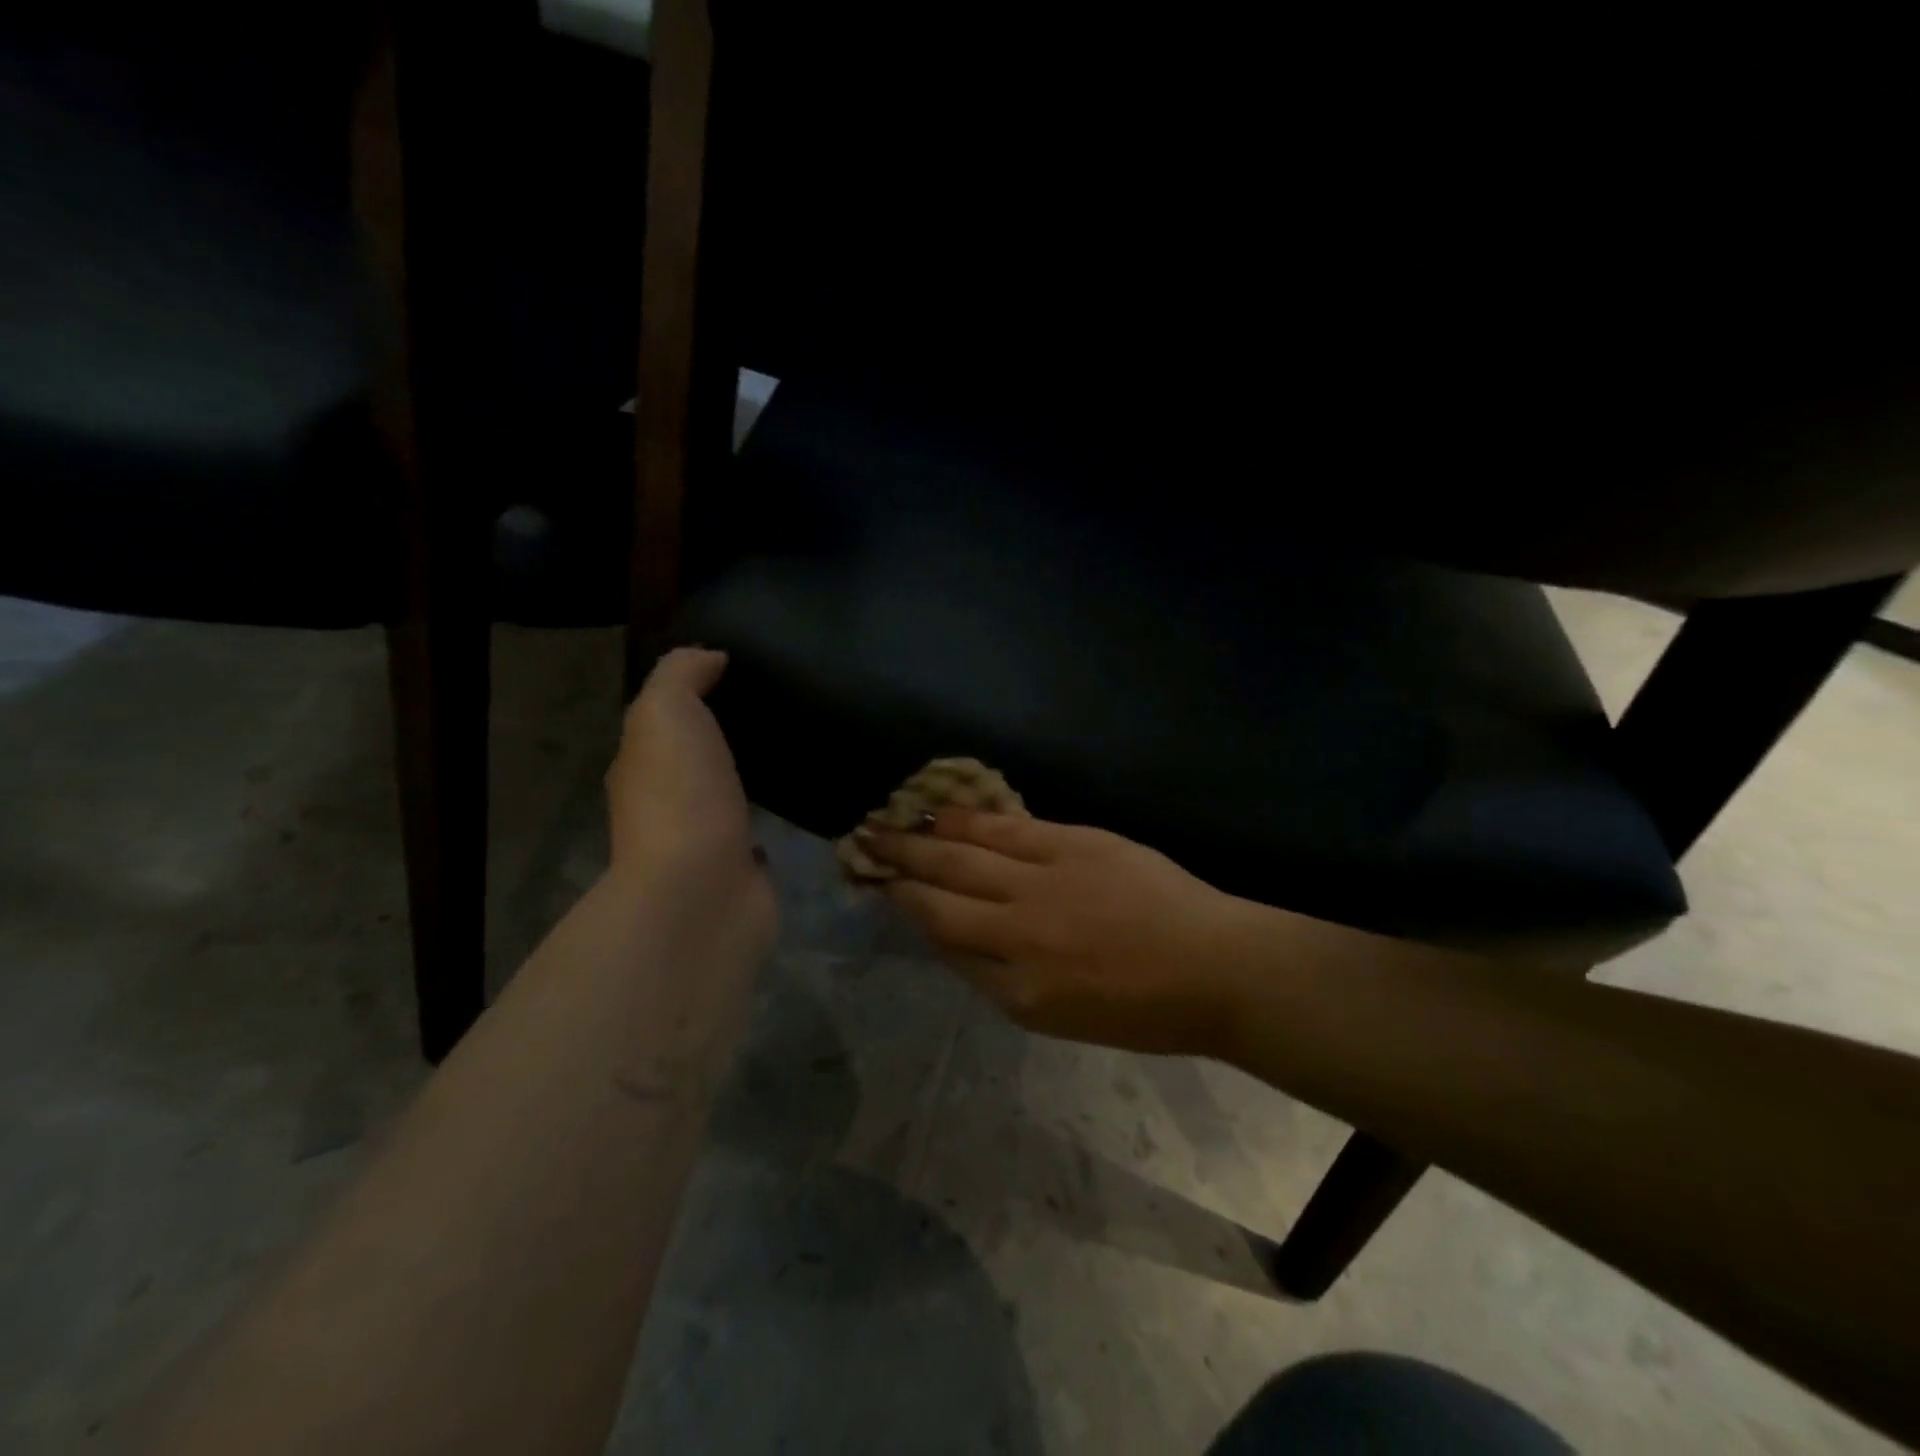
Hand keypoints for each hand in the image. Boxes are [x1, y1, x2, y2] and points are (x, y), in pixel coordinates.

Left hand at [606, 649, 774, 939]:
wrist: (702, 894)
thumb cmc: (680, 797)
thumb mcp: (666, 712)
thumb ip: (681, 676)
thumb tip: (711, 657)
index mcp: (641, 765)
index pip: (664, 720)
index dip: (695, 693)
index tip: (742, 669)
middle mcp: (666, 804)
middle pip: (696, 757)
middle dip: (726, 735)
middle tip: (778, 704)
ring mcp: (703, 842)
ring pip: (726, 795)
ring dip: (747, 776)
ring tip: (794, 744)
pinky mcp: (741, 871)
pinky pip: (756, 832)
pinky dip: (769, 817)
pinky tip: (797, 798)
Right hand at [855, 810, 1268, 1056]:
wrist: (1215, 968)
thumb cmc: (1140, 1008)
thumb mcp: (1056, 1017)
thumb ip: (997, 978)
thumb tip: (951, 936)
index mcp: (1016, 986)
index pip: (943, 937)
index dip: (906, 907)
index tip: (879, 886)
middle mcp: (1018, 929)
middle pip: (941, 891)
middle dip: (898, 866)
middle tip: (862, 843)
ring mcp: (1044, 880)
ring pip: (966, 853)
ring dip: (922, 836)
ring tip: (887, 820)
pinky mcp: (1072, 843)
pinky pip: (1008, 827)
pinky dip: (970, 817)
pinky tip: (944, 808)